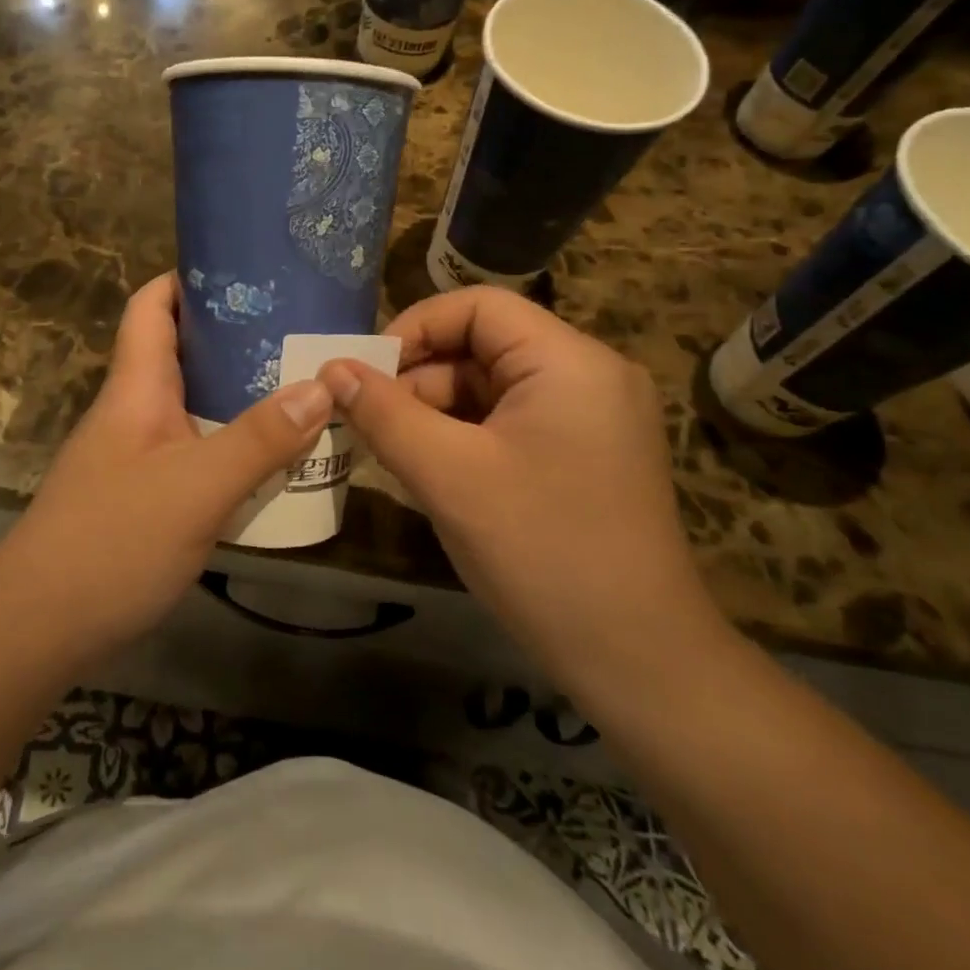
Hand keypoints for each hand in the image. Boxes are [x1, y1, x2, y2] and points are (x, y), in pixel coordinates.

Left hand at [0, 273, 332, 652]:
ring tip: (303, 388)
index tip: (248, 271)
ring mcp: (137, 456)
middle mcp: (134, 411)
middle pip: (183, 354)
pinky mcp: (145, 496)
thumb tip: (321, 386)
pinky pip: (197, 452)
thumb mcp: (196, 488)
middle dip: (238, 338)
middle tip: (301, 332)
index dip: (189, 278)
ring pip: (195, 406)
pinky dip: (234, 446)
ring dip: (242, 397)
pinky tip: (274, 460)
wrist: (37, 630)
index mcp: (136, 388)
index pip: (152, 306)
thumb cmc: (111, 542)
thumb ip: (259, 439)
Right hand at [318, 286, 731, 709]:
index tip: (364, 372)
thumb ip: (384, 413)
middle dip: (418, 381)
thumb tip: (332, 368)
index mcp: (569, 361)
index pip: (478, 307)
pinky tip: (430, 476)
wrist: (638, 662)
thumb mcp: (448, 476)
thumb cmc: (541, 552)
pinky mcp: (584, 457)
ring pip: (491, 391)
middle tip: (366, 422)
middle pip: (483, 349)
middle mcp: (587, 376)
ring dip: (435, 416)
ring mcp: (590, 419)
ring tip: (390, 454)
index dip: (414, 328)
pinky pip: (509, 426)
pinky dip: (464, 441)